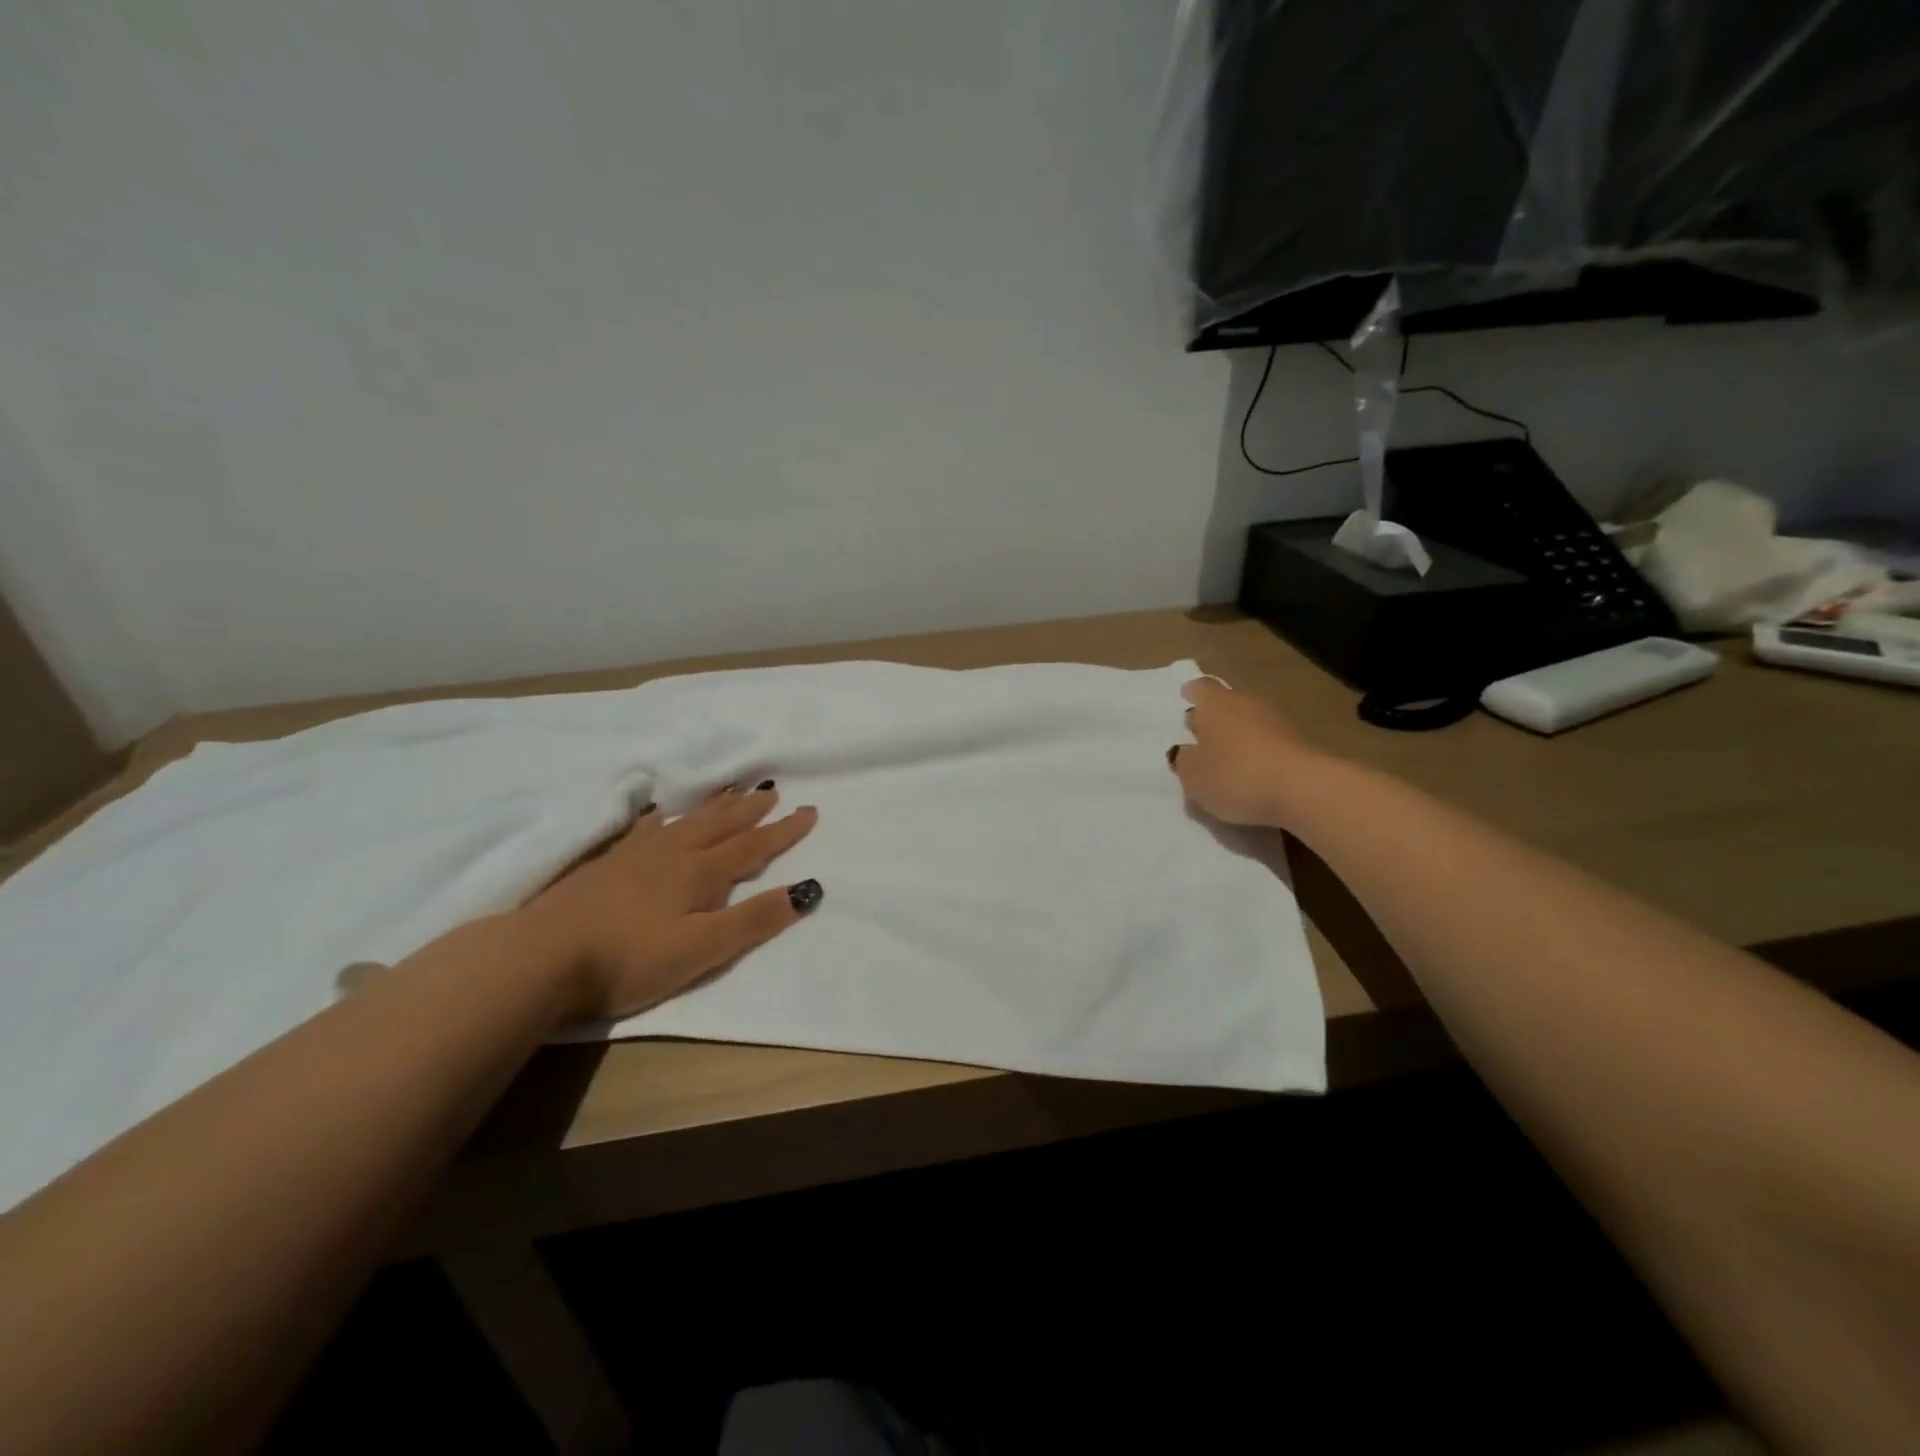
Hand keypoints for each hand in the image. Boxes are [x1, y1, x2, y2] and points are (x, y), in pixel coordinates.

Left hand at [521, 783, 820, 1021]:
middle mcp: (673, 853)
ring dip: (713, 806)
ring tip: (730, 791)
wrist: (541, 956)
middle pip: (720, 825)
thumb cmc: (630, 959)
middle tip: (771, 790)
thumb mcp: (702, 949)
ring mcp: (636, 854)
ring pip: (686, 820)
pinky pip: (644, 829)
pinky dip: (662, 818)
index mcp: (701, 873)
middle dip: (750, 810)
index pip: (752, 847)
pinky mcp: (605, 863)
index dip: (783, 831)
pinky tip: (659, 816)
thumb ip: (753, 920)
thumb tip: (807, 890)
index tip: (809, 811)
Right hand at [1168, 677, 1318, 827]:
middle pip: (1227, 703)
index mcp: (1216, 705)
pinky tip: (1250, 772)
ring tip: (1224, 758)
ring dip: (1237, 736)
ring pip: (1249, 722)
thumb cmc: (1235, 775)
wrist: (1304, 790)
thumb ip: (1185, 760)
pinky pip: (1269, 743)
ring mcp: (1278, 722)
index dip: (1192, 692)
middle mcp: (1247, 704)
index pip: (1201, 688)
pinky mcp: (1300, 744)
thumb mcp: (1193, 776)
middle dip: (1214, 716)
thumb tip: (1186, 751)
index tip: (1186, 697)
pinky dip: (1258, 752)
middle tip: (1200, 734)